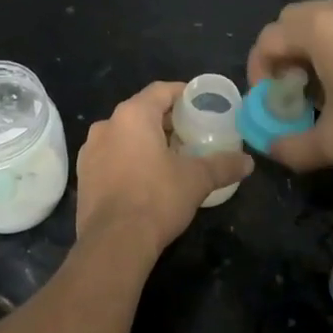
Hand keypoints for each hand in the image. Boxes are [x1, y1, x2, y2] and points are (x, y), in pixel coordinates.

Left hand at [75, 82, 253, 260]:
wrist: (113, 243)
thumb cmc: (156, 199)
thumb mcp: (197, 180)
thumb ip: (223, 165)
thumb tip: (248, 162)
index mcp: (133, 115)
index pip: (161, 90)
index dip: (183, 93)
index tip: (200, 104)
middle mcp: (106, 125)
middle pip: (141, 111)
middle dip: (166, 120)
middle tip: (191, 132)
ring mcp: (90, 150)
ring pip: (124, 134)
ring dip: (146, 140)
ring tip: (170, 156)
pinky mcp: (83, 175)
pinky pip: (111, 155)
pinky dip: (129, 158)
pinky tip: (146, 177)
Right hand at [246, 0, 332, 170]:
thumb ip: (295, 149)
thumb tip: (272, 150)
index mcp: (316, 31)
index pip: (267, 40)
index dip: (259, 68)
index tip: (271, 96)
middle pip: (292, 21)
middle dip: (285, 51)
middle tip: (297, 84)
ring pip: (327, 16)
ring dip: (317, 43)